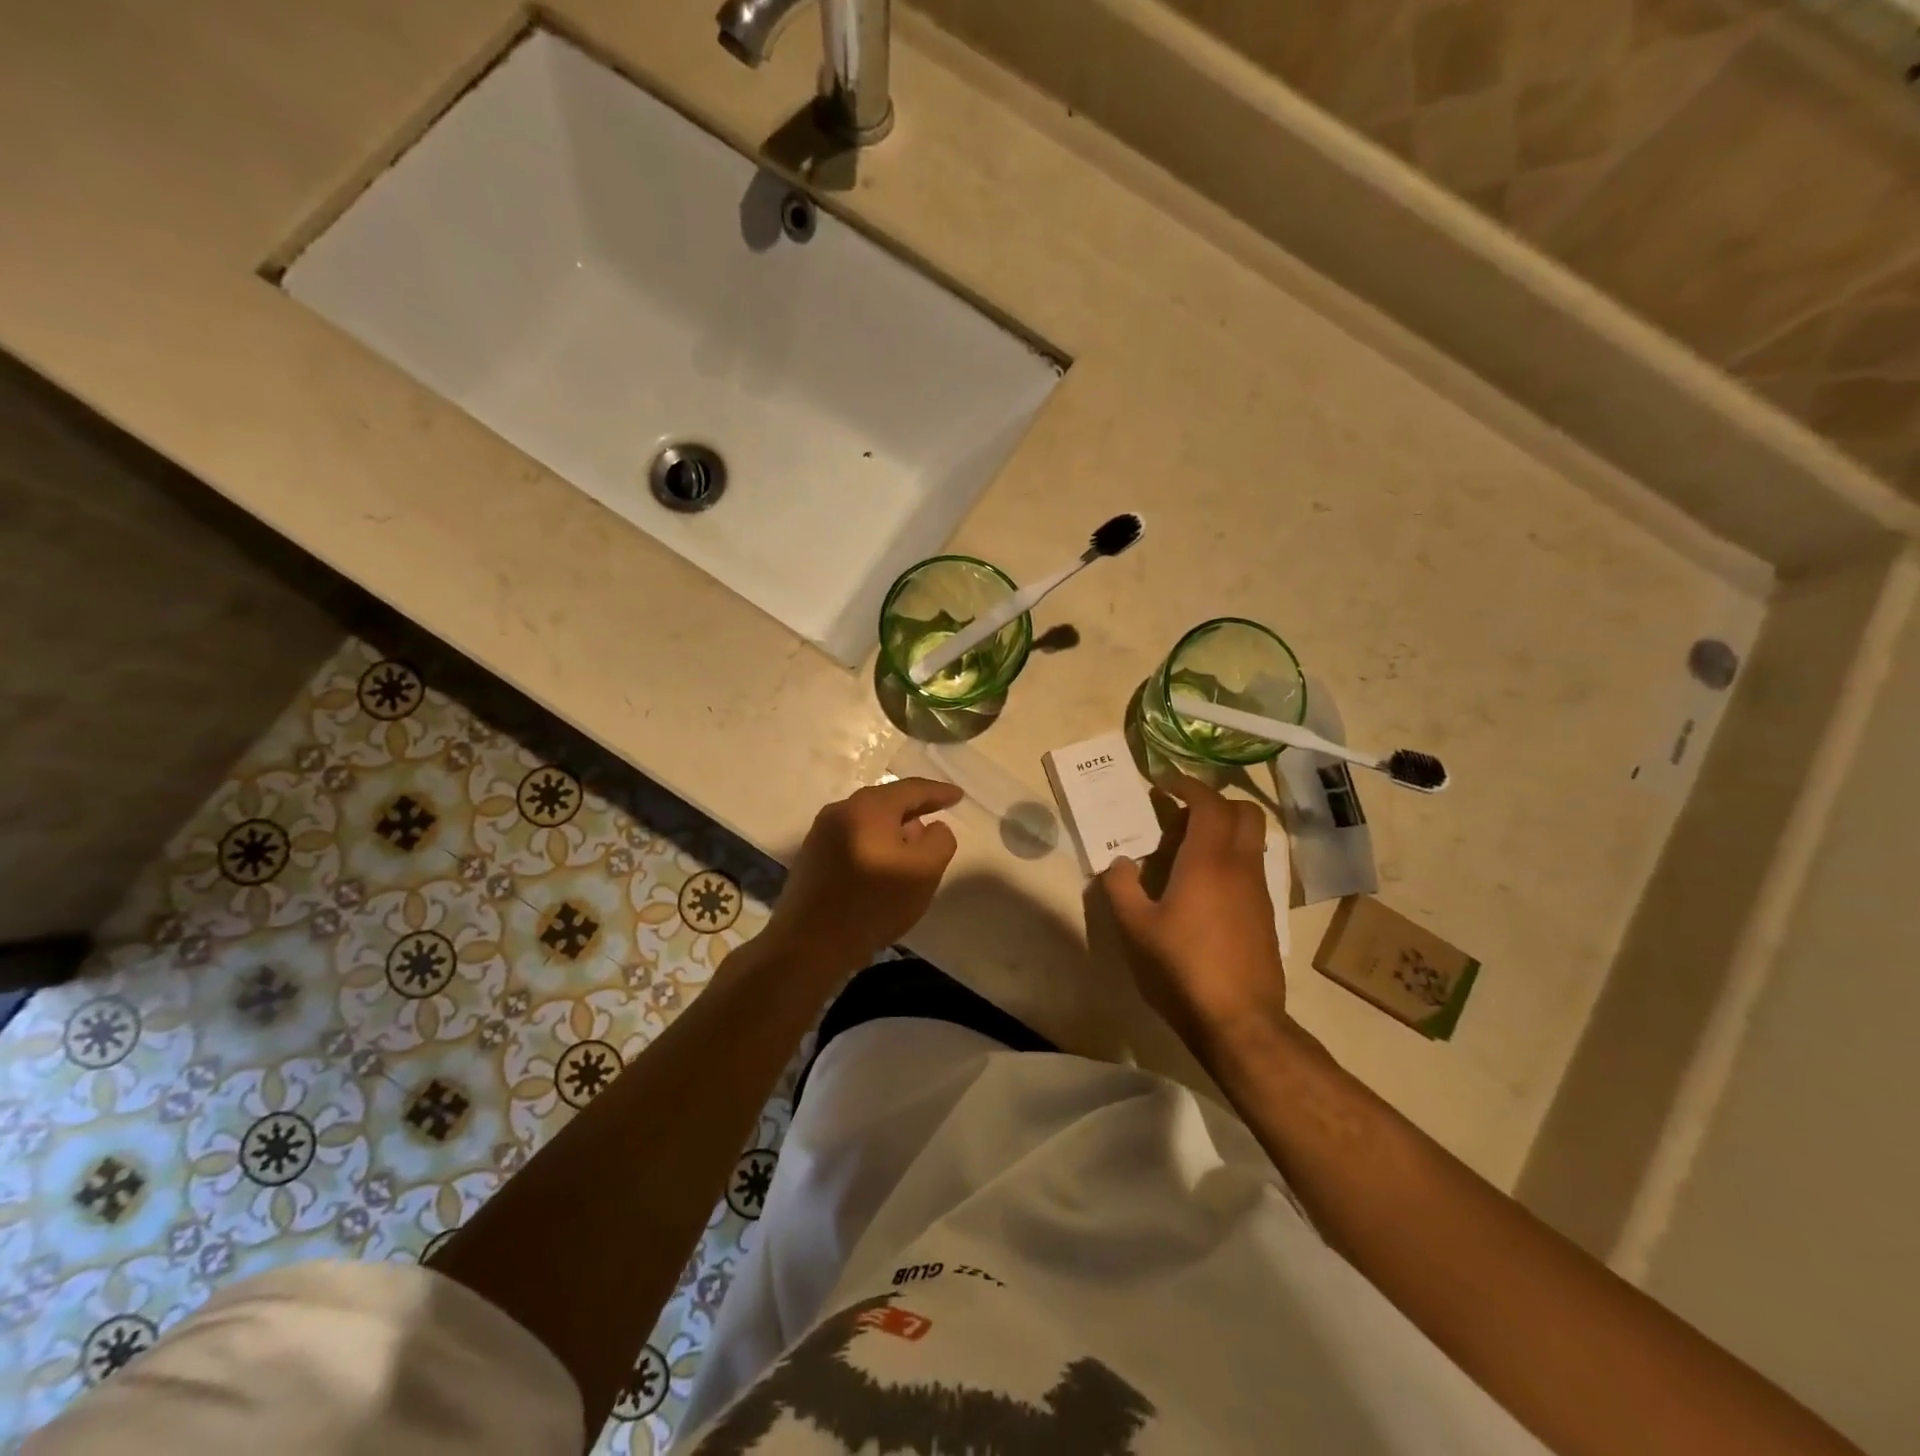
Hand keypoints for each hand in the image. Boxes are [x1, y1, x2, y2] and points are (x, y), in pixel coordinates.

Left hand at [764, 778, 962, 974]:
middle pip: (886, 801)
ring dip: (893, 827)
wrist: (809, 944)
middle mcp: (841, 810)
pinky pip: (853, 836)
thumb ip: (940, 841)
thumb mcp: (924, 872)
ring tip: (912, 842)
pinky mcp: (812, 855)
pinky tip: (882, 861)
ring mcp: (821, 832)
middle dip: (914, 807)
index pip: (912, 789)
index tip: (958, 795)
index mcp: (869, 807)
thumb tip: (931, 827)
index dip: (938, 792)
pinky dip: (874, 841)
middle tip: (937, 814)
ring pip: (868, 819)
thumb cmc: (872, 905)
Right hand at [1098, 772, 1287, 1056]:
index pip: (1209, 803)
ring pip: (1251, 840)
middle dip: (1214, 802)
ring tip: (1185, 853)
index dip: (1187, 785)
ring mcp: (1258, 891)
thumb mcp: (1135, 929)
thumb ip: (1121, 887)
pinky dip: (1229, 859)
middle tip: (1180, 815)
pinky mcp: (1265, 915)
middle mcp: (1240, 866)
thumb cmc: (1182, 968)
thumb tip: (1119, 862)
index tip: (1164, 782)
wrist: (1240, 1021)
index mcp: (1207, 861)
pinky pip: (1250, 867)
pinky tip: (1202, 889)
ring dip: (1223, 832)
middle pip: (1244, 812)